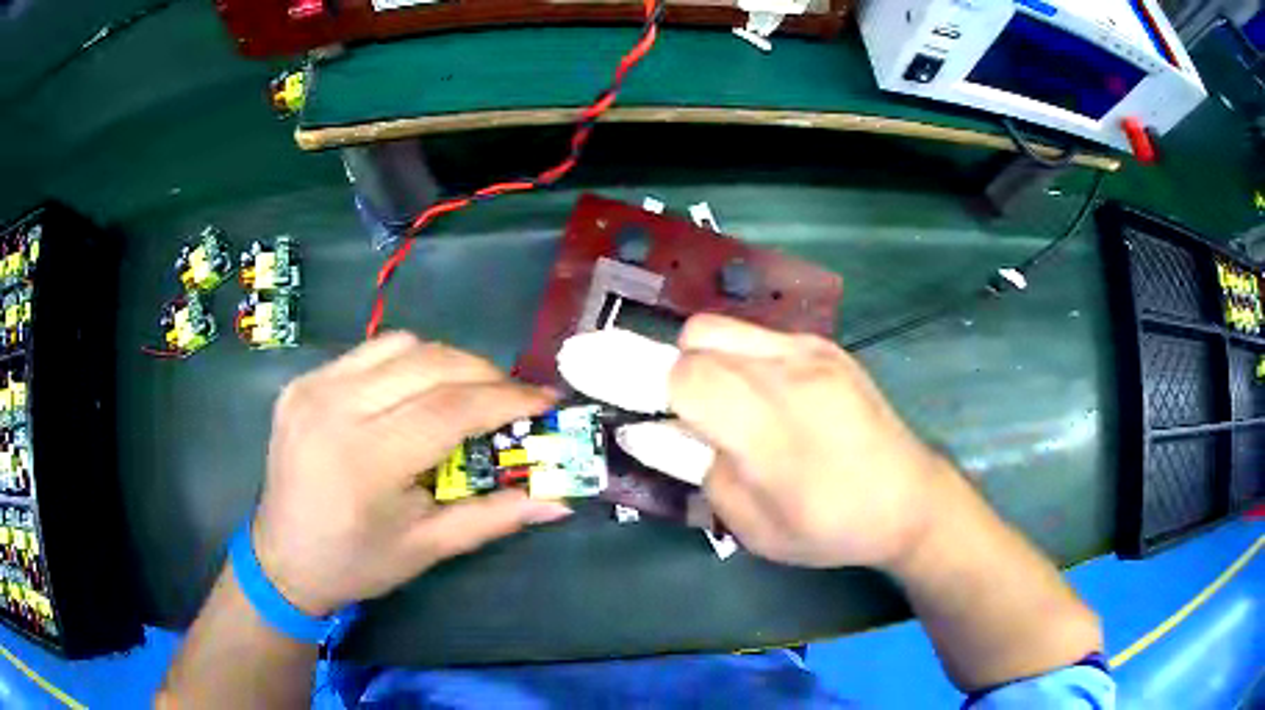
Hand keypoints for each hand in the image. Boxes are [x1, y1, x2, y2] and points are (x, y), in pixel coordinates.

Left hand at [252, 332, 571, 616]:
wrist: (282, 558)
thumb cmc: (357, 562)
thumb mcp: (428, 548)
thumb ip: (494, 517)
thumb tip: (558, 501)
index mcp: (366, 460)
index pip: (450, 408)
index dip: (506, 398)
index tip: (545, 398)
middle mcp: (334, 408)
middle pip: (428, 362)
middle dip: (484, 372)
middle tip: (514, 396)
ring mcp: (312, 387)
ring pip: (399, 344)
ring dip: (446, 360)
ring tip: (469, 391)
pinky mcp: (301, 382)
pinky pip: (367, 353)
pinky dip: (405, 363)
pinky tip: (415, 392)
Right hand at [669, 315, 948, 569]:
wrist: (910, 499)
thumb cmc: (830, 527)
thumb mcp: (751, 525)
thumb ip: (698, 469)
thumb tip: (658, 431)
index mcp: (768, 429)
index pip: (684, 375)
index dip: (652, 388)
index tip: (648, 408)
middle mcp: (789, 373)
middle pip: (697, 336)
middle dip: (677, 370)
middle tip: (689, 412)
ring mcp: (812, 351)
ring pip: (725, 326)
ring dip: (706, 358)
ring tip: (727, 402)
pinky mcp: (827, 346)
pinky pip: (760, 335)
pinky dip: (740, 357)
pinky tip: (764, 395)